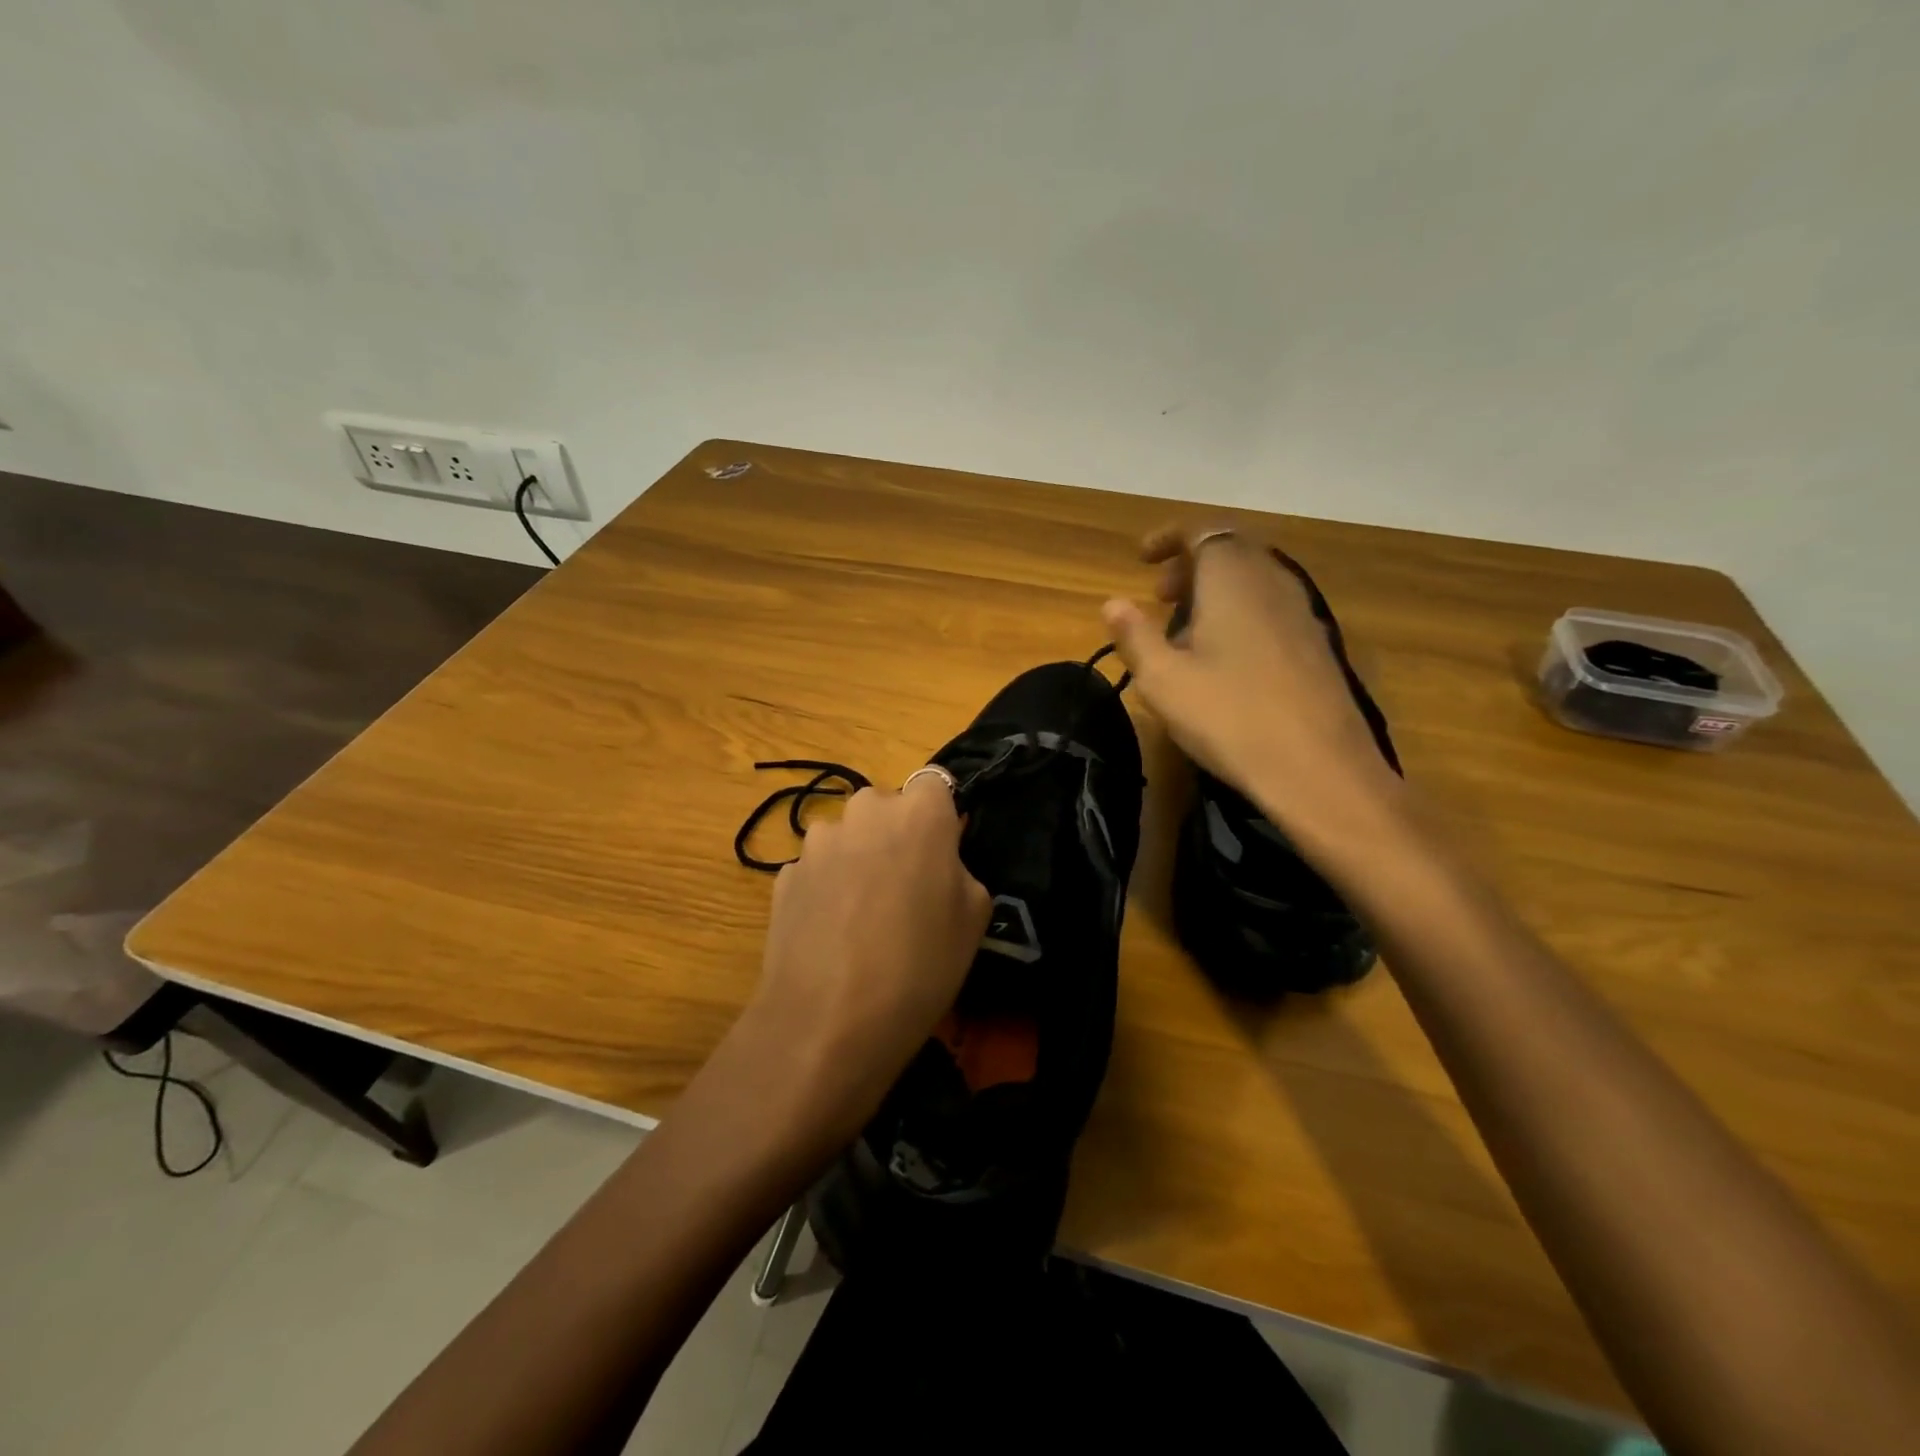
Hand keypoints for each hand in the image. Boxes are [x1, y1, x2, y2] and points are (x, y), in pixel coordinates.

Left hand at [740, 774, 990, 1146]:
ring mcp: (817, 841)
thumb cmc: (919, 965)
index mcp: (919, 812)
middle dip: (896, 835)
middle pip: (886, 807)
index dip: (940, 817)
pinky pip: (818, 868)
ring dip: (857, 859)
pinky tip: (832, 934)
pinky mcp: (784, 873)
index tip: (942, 855)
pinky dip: (827, 887)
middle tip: (905, 890)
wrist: (828, 1021)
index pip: (935, 783)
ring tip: (862, 918)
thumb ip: (959, 869)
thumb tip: (939, 862)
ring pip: (849, 836)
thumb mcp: (974, 917)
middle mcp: (864, 810)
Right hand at [1102, 526, 1401, 838]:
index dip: (1169, 538)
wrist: (1319, 769)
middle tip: (1159, 596)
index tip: (1142, 559)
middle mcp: (1274, 583)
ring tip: (1187, 629)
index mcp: (1233, 581)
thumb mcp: (1163, 680)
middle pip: (1232, 551)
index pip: (1203, 532)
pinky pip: (1272, 608)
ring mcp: (1303, 614)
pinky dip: (1243, 612)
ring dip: (1217, 590)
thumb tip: (1113, 602)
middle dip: (1191, 564)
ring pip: (1255, 580)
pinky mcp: (1318, 646)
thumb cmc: (1229, 717)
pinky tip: (1228, 658)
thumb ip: (1134, 635)